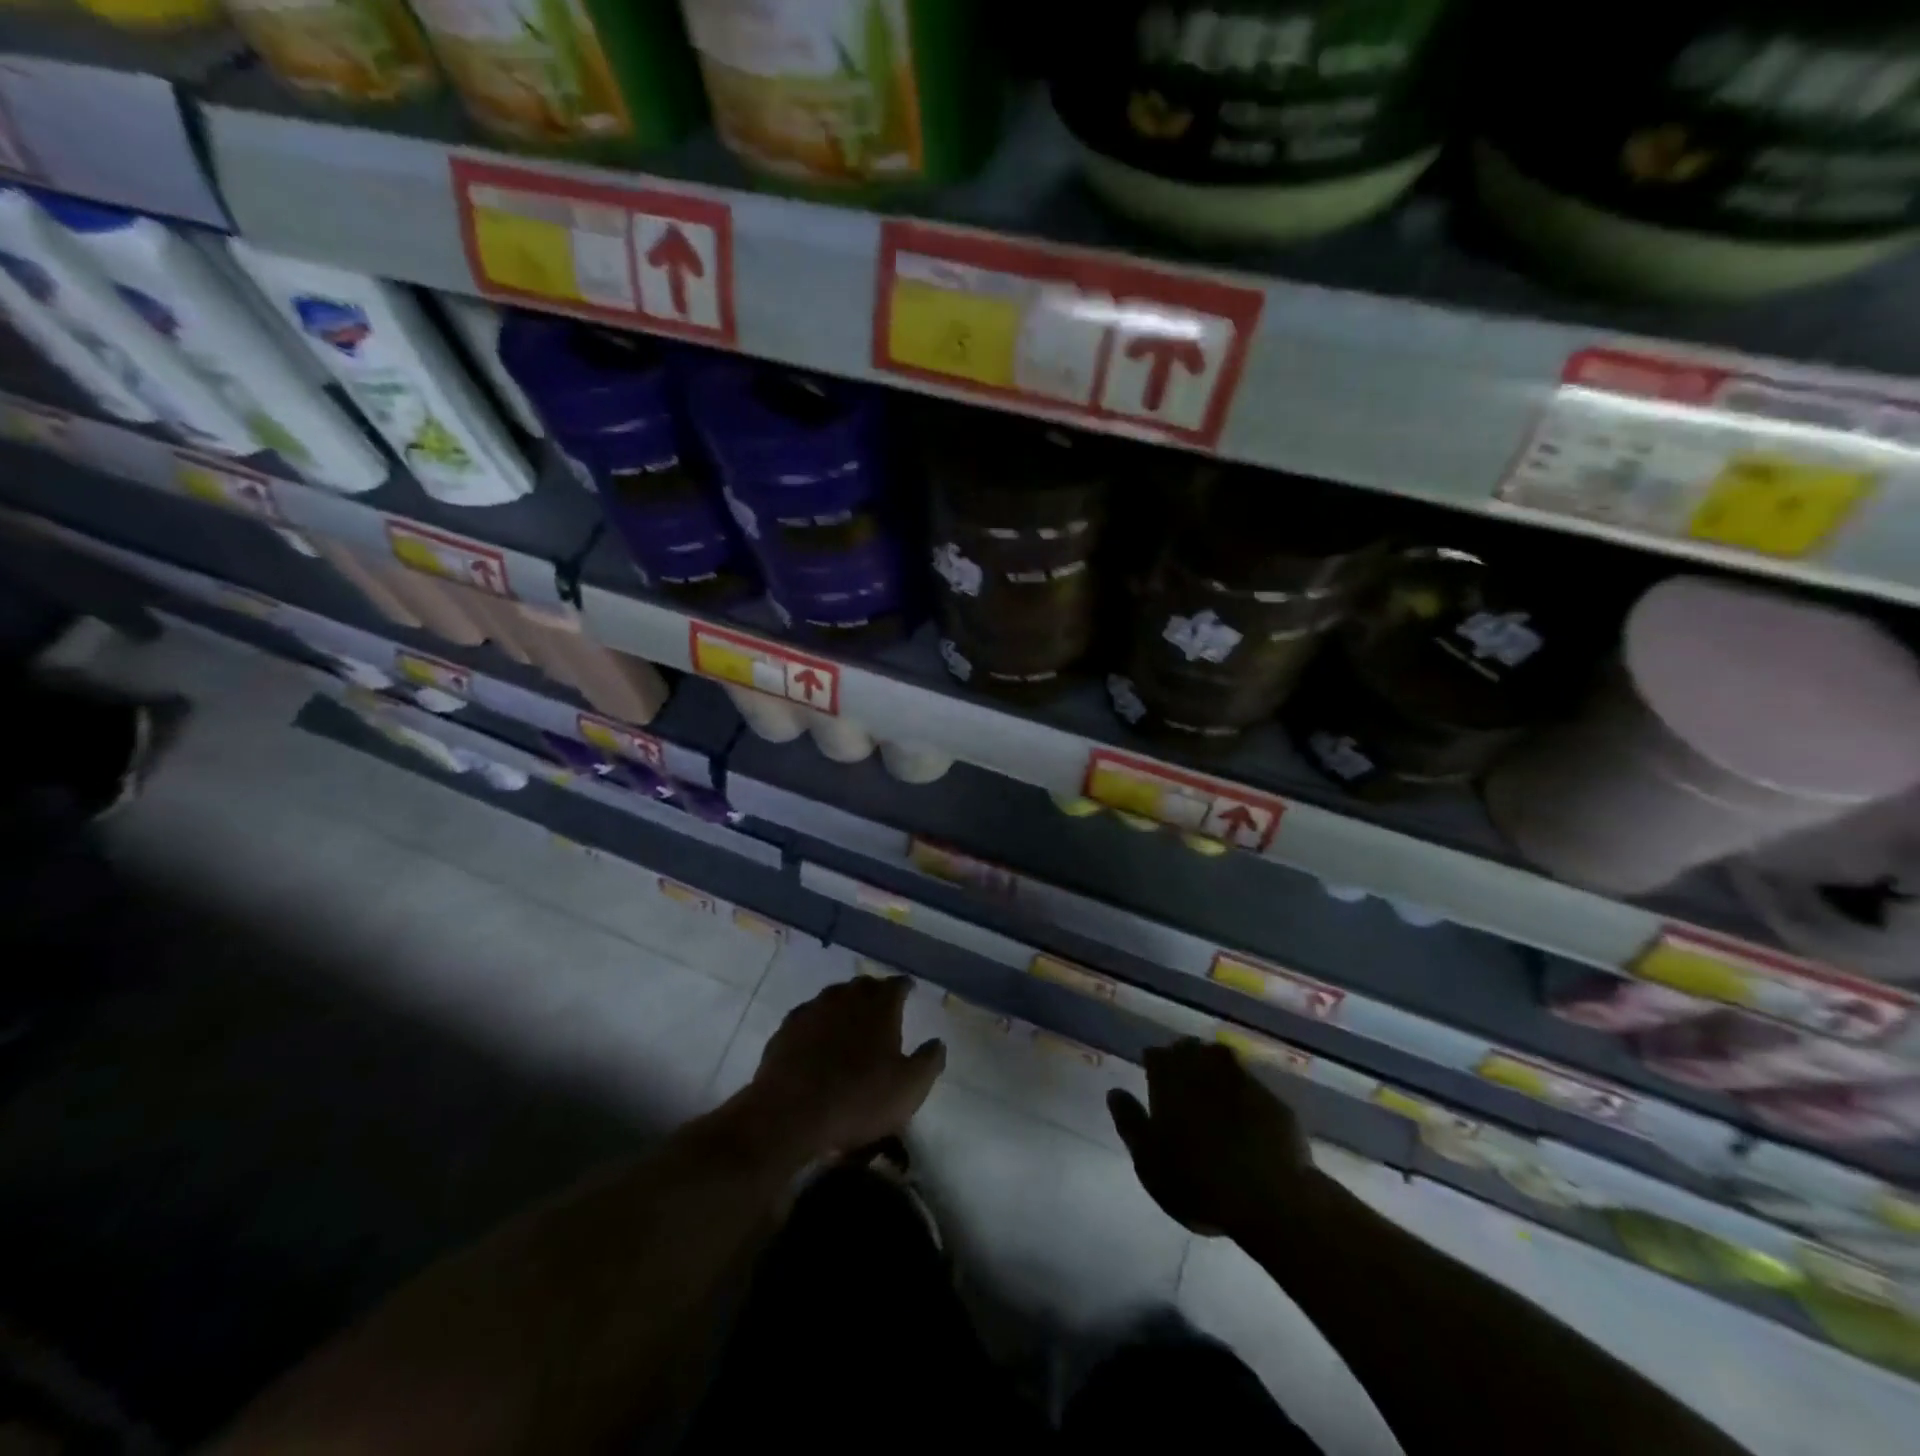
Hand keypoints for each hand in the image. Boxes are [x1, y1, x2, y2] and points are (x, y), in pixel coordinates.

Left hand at [748, 975, 946, 1160]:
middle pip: (865, 985)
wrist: (790, 1113)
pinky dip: (818, 1022)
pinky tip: (818, 1037)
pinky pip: (809, 1016)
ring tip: (851, 1020)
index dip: (905, 986)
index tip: (910, 990)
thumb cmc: (859, 1099)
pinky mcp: (787, 1028)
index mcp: (880, 1006)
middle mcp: (847, 997)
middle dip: (875, 992)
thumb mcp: (909, 1088)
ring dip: (845, 1004)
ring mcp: (813, 1009)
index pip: (897, 984)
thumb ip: (929, 1061)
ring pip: (834, 996)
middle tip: (882, 1006)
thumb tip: (938, 1042)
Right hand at [1109, 1039, 1317, 1238]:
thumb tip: (1114, 1091)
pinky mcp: (1273, 1101)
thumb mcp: (1149, 1161)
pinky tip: (1245, 1110)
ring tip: (1211, 1086)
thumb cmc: (1198, 1182)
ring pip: (1223, 1059)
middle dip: (1183, 1057)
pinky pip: (1251, 1084)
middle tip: (1181, 1078)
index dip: (1154, 1063)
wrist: (1271, 1200)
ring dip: (1213, 1066)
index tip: (1152, 1075)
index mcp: (1171, 1080)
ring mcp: (1244, 1082)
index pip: (1157, 1055)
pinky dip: (1243, 1090)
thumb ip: (1130, 1122)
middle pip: (1190, 1049)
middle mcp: (1206, 1069)